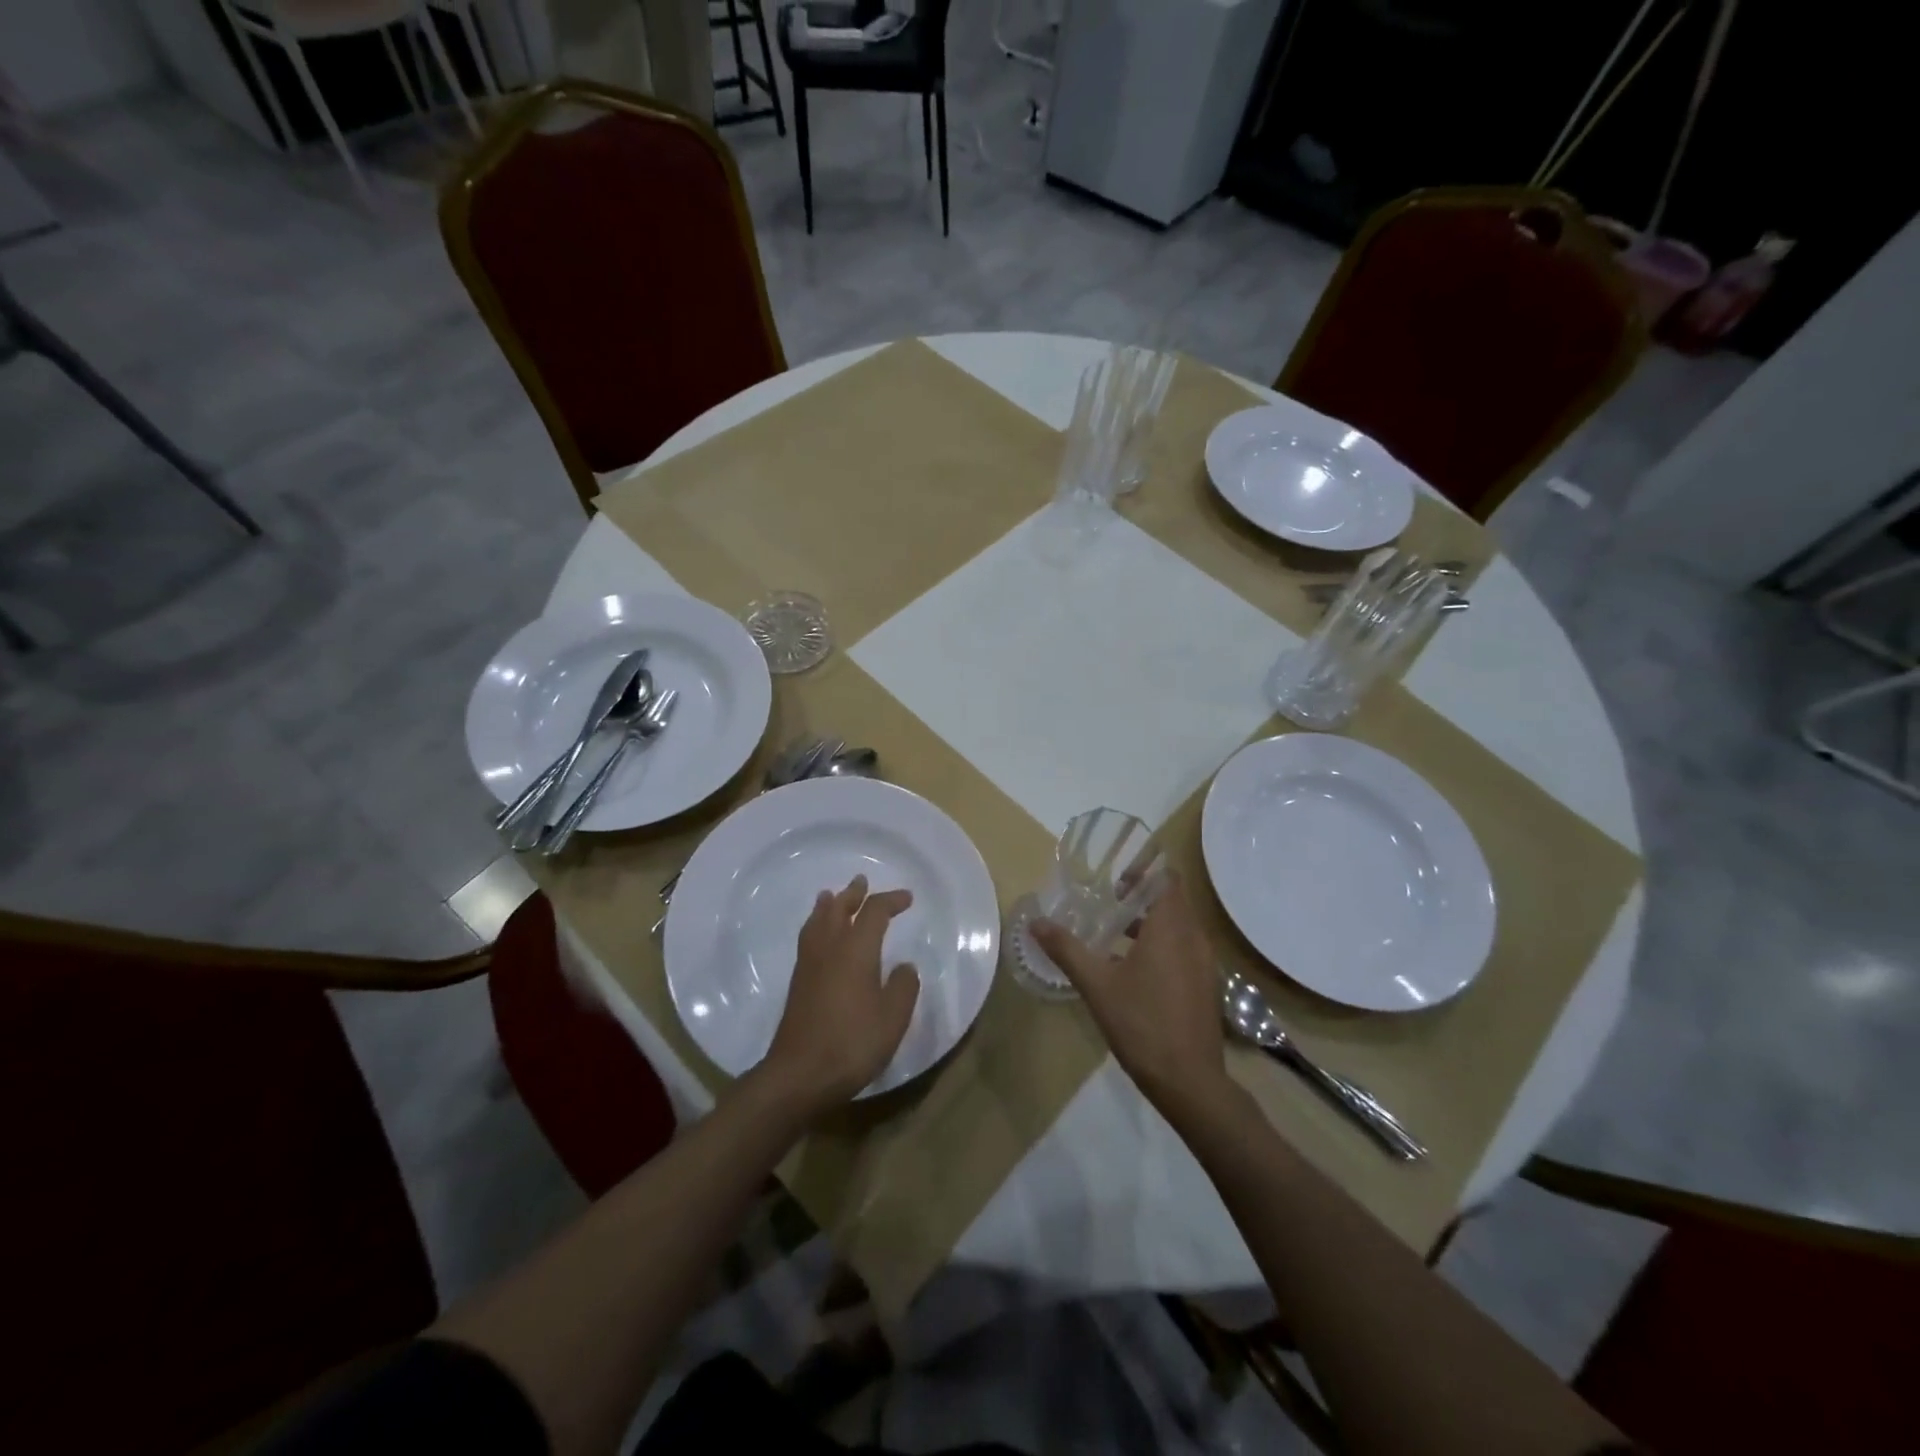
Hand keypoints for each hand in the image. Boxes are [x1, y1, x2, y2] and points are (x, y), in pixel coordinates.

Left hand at [763, 875, 920, 1114]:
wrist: (800, 1074)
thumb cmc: (852, 1043)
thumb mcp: (893, 1018)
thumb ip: (903, 987)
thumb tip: (904, 966)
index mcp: (856, 950)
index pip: (874, 913)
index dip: (891, 901)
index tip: (907, 899)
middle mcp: (830, 949)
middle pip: (839, 910)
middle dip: (853, 894)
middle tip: (861, 881)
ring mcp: (809, 965)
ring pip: (817, 922)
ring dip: (828, 906)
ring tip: (831, 896)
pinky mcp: (798, 984)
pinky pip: (808, 939)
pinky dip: (816, 925)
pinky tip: (818, 937)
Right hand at [1032, 875, 1226, 1109]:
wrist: (1190, 1082)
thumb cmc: (1141, 1024)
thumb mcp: (1096, 985)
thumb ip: (1066, 949)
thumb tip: (1035, 922)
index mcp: (1171, 928)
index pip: (1167, 879)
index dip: (1143, 872)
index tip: (1115, 882)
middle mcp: (1194, 938)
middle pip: (1172, 901)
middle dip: (1140, 899)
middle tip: (1107, 906)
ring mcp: (1205, 964)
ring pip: (1178, 928)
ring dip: (1150, 925)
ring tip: (1114, 937)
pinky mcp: (1206, 986)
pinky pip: (1184, 951)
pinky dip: (1162, 947)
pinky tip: (1133, 972)